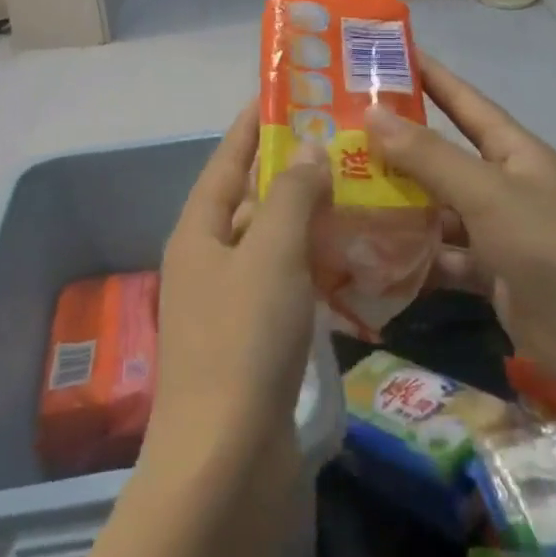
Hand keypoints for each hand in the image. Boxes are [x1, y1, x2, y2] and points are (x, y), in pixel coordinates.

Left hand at [149, 103, 330, 468]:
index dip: (251, 126)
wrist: (227, 462)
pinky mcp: (256, 342)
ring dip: (309, 219)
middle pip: (251, 201)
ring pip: (274, 244)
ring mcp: (230, 305)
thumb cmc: (243, 341)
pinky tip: (353, 258)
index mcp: (198, 233)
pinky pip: (287, 285)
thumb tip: (308, 150)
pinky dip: (315, 266)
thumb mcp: (270, 254)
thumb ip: (290, 195)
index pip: (226, 161)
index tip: (284, 94)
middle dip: (291, 171)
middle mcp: (208, 262)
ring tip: (358, 189)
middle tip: (342, 143)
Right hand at [362, 56, 555, 386]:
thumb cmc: (550, 246)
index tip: (386, 57)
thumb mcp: (487, 193)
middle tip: (340, 133)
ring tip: (342, 193)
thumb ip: (428, 156)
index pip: (464, 102)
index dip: (429, 77)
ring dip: (398, 204)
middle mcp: (504, 185)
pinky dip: (414, 256)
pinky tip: (372, 254)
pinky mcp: (489, 273)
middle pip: (442, 157)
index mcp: (513, 152)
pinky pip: (443, 255)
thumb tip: (373, 112)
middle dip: (397, 146)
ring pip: (437, 209)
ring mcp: (497, 231)